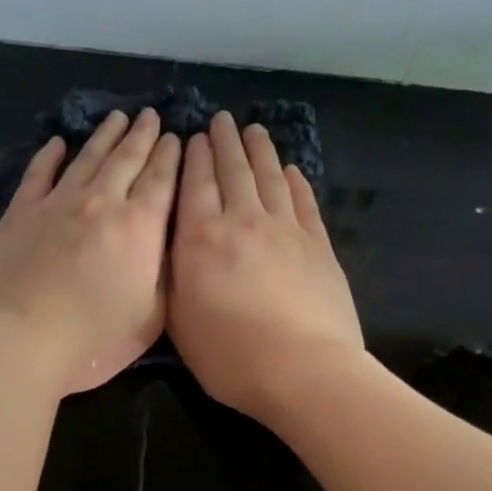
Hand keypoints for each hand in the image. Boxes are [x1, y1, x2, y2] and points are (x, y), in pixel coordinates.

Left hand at [0, 108, 180, 394]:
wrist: (20, 340)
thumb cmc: (94, 339)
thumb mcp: (152, 317)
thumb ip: (165, 275)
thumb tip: (167, 244)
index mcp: (140, 227)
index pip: (162, 180)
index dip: (171, 156)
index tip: (177, 136)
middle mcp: (101, 202)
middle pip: (127, 159)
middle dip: (143, 136)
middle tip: (151, 115)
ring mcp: (58, 203)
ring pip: (88, 158)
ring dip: (105, 136)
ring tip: (118, 118)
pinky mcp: (21, 212)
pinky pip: (40, 173)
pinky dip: (50, 155)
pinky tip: (58, 143)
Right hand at [168, 112, 362, 422]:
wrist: (302, 370)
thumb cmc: (229, 357)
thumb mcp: (179, 322)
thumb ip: (172, 277)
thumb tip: (172, 247)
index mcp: (201, 239)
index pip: (195, 184)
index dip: (194, 158)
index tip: (193, 137)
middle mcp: (243, 222)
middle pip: (234, 171)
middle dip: (225, 142)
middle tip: (221, 120)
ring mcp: (286, 230)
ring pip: (270, 178)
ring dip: (260, 151)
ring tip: (254, 131)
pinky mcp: (319, 245)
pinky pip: (304, 201)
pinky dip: (296, 181)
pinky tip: (291, 170)